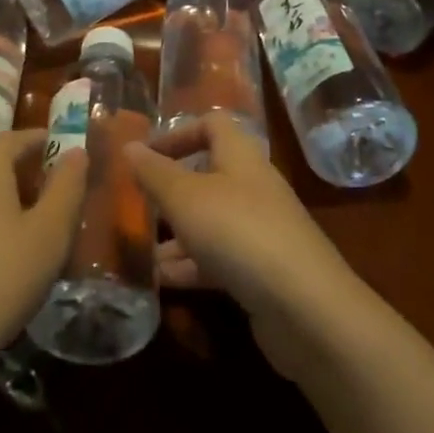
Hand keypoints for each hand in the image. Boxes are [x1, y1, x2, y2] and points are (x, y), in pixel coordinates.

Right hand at [123, 114, 364, 378]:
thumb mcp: (185, 197)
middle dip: (170, 190)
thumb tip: (128, 145)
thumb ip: (154, 172)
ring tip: (136, 250)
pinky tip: (159, 282)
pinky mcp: (261, 272)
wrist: (305, 307)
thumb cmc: (238, 232)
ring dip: (175, 234)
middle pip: (207, 176)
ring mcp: (259, 231)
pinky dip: (190, 266)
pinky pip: (218, 259)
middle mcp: (252, 187)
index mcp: (240, 156)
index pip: (212, 125)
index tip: (145, 154)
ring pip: (209, 221)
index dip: (178, 133)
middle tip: (134, 205)